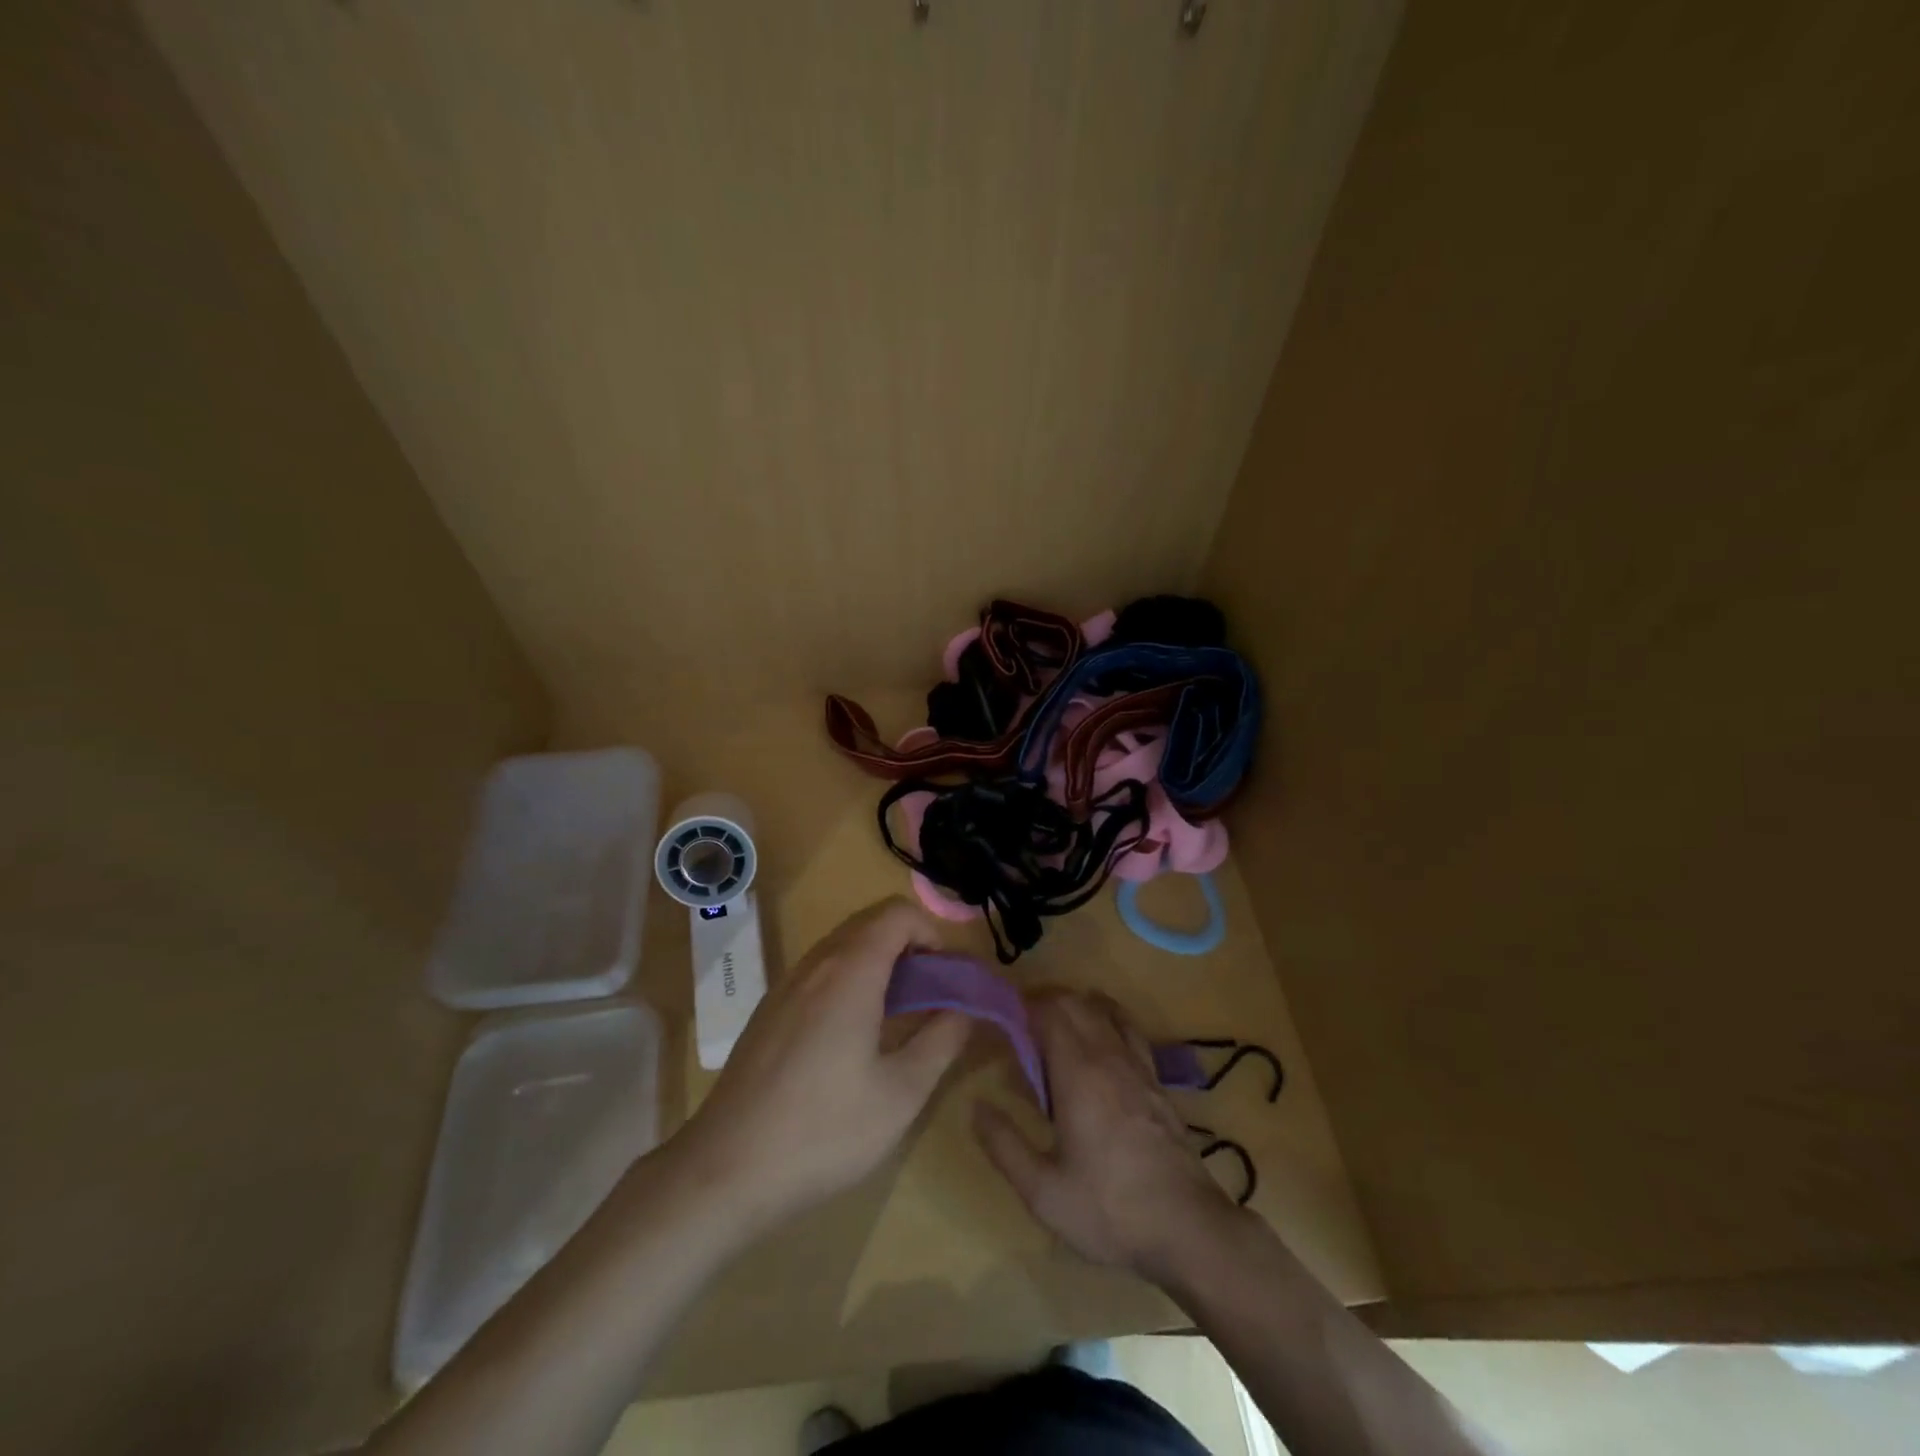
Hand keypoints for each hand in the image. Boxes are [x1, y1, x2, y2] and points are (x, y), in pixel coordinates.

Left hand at [669, 898, 970, 1238]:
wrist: (723, 1171)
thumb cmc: (822, 1132)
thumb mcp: (901, 1094)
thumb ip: (942, 1040)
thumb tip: (965, 1007)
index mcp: (849, 972)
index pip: (898, 913)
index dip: (933, 932)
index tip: (948, 977)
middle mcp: (815, 964)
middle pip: (871, 923)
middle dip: (911, 946)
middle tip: (932, 995)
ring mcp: (786, 985)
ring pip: (844, 946)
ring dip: (881, 962)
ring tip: (900, 1015)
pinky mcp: (769, 1011)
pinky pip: (821, 971)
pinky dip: (851, 979)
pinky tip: (855, 1036)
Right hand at [974, 991, 1242, 1282]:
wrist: (1188, 1228)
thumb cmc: (1109, 1209)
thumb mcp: (1043, 1191)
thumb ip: (1004, 1145)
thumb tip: (976, 1106)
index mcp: (1078, 1073)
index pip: (1049, 1012)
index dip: (1023, 1007)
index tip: (1002, 1019)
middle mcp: (1109, 1056)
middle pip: (1076, 1003)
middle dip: (1045, 1004)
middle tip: (1021, 1028)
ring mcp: (1138, 1066)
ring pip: (1105, 1011)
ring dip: (1077, 1008)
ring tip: (1055, 1031)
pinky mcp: (1157, 1081)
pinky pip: (1129, 1030)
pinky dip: (1107, 1021)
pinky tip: (1099, 1046)